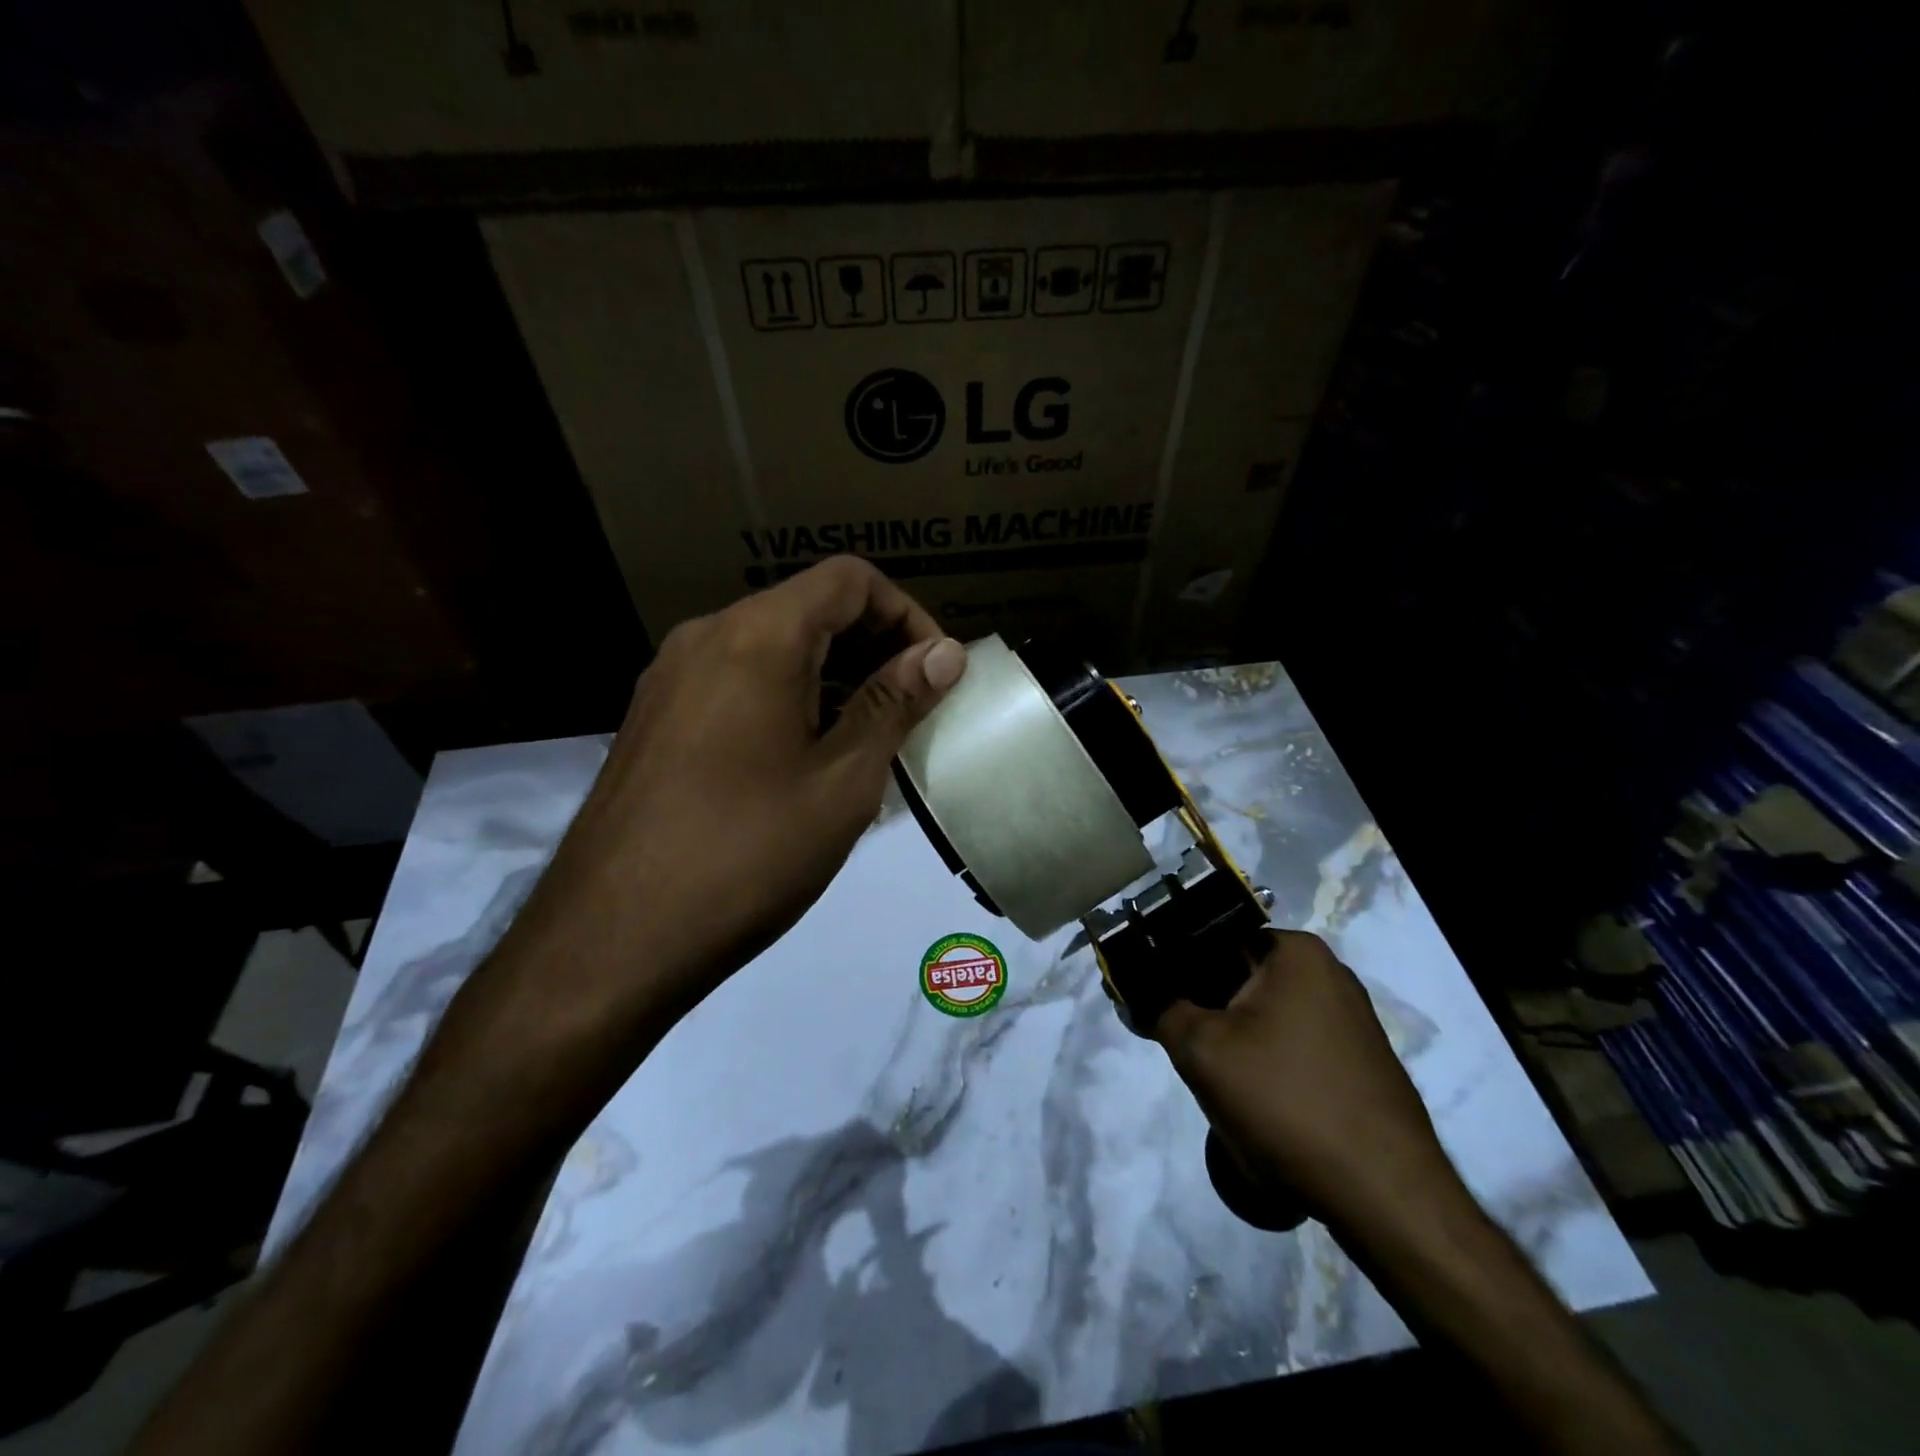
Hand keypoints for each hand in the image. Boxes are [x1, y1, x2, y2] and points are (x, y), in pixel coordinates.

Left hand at [491, 556, 966, 1041]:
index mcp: (756, 635)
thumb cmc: (746, 854)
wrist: (610, 941)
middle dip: (873, 648)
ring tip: (866, 744)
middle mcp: (705, 637)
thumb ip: (894, 704)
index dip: (907, 615)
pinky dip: (786, 701)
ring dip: (831, 678)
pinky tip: (804, 763)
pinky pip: (735, 685)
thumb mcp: (842, 781)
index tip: (935, 674)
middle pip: (808, 609)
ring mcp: (669, 680)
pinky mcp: (653, 721)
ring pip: (771, 649)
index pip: (850, 581)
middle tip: (911, 713)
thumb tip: (944, 653)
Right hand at [1155, 930, 1468, 1233]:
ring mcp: (1349, 1018)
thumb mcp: (1201, 1050)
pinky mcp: (1357, 1060)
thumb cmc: (1287, 1103)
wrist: (1386, 1198)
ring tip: (1218, 1082)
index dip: (1171, 966)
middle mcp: (1327, 972)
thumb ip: (1159, 1009)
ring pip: (1260, 1015)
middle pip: (1235, 977)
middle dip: (1202, 1010)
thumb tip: (1138, 995)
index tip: (1149, 1001)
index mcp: (1295, 951)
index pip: (1210, 936)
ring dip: (1230, 1042)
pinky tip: (1256, 1103)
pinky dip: (1263, 1064)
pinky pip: (1290, 1044)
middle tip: (1182, 1049)